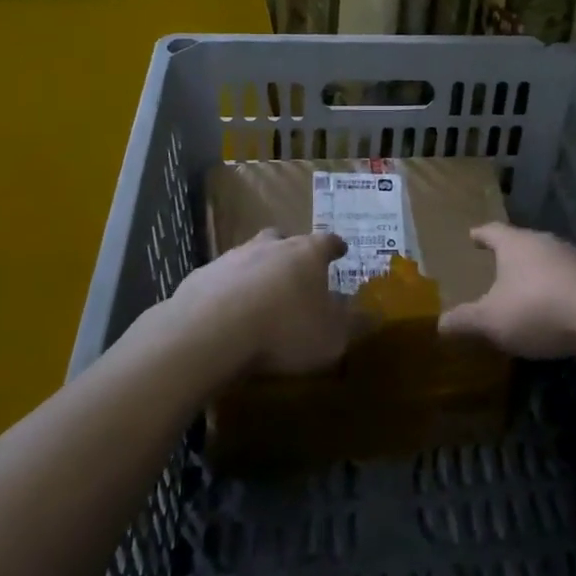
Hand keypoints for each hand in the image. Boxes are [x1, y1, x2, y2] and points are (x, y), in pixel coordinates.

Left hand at [170, 228, 353, 374]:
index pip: (327, 241)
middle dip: (290, 251)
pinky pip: (219, 280)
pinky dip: (226, 291)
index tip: (341, 249)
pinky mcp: (200, 277)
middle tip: (295, 269)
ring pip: (249, 256)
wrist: (211, 332)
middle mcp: (270, 247)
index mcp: (306, 254)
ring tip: (258, 296)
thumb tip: (374, 316)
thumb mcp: (332, 337)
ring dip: (256, 270)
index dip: (335, 246)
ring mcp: (231, 258)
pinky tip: (225, 313)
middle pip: (283, 239)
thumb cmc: (284, 330)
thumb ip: (354, 325)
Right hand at [438, 222, 575, 360]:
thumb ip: (464, 321)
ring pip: (547, 261)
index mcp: (516, 243)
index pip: (492, 231)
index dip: (480, 235)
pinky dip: (556, 292)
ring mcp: (574, 260)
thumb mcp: (491, 320)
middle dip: (509, 255)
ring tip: (523, 289)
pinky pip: (567, 282)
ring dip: (535, 274)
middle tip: (495, 265)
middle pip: (522, 243)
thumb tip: (439, 324)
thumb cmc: (537, 310)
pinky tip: (552, 310)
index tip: (472, 236)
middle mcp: (545, 243)